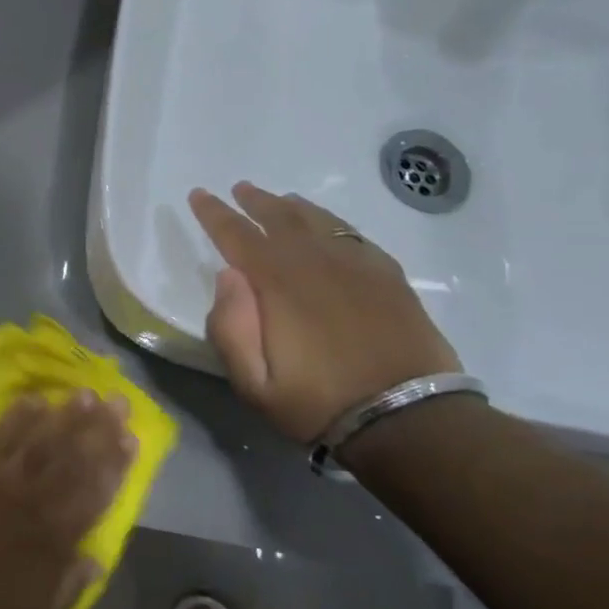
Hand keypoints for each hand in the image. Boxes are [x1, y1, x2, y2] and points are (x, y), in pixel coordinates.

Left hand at [0, 393, 134, 608]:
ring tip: (87, 394)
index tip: (132, 438)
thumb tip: (97, 559)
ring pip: (43, 439)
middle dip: (100, 429)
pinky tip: (35, 399)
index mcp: (56, 536)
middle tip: (119, 402)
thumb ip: (71, 586)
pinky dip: (19, 415)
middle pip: (74, 457)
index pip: (95, 492)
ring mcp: (3, 476)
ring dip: (67, 415)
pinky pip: (1, 433)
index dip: (116, 464)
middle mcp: (36, 498)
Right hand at [189, 183, 461, 444]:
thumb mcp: (255, 385)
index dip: (214, 213)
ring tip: (280, 201)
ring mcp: (356, 265)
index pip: (236, 234)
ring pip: (318, 220)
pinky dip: (332, 223)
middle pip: (279, 217)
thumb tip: (227, 275)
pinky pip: (352, 234)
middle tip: (240, 189)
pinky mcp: (388, 276)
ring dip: (292, 207)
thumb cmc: (320, 404)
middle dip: (255, 201)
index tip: (199, 195)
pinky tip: (329, 228)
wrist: (409, 419)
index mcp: (278, 283)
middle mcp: (315, 261)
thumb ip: (230, 328)